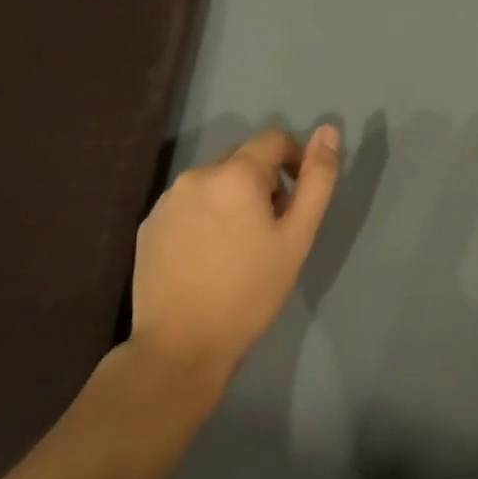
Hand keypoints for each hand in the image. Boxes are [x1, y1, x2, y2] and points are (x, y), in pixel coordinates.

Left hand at [124, 125, 340, 395]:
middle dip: (263, 181)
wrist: (180, 348)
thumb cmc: (249, 291)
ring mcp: (168, 199)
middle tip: (271, 227)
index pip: (273, 140)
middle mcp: (198, 174)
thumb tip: (328, 130)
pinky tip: (207, 255)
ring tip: (239, 244)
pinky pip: (188, 203)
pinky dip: (204, 215)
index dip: (293, 159)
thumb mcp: (298, 236)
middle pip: (242, 159)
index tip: (297, 196)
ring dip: (232, 197)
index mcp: (236, 173)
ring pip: (213, 181)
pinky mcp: (149, 224)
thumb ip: (317, 179)